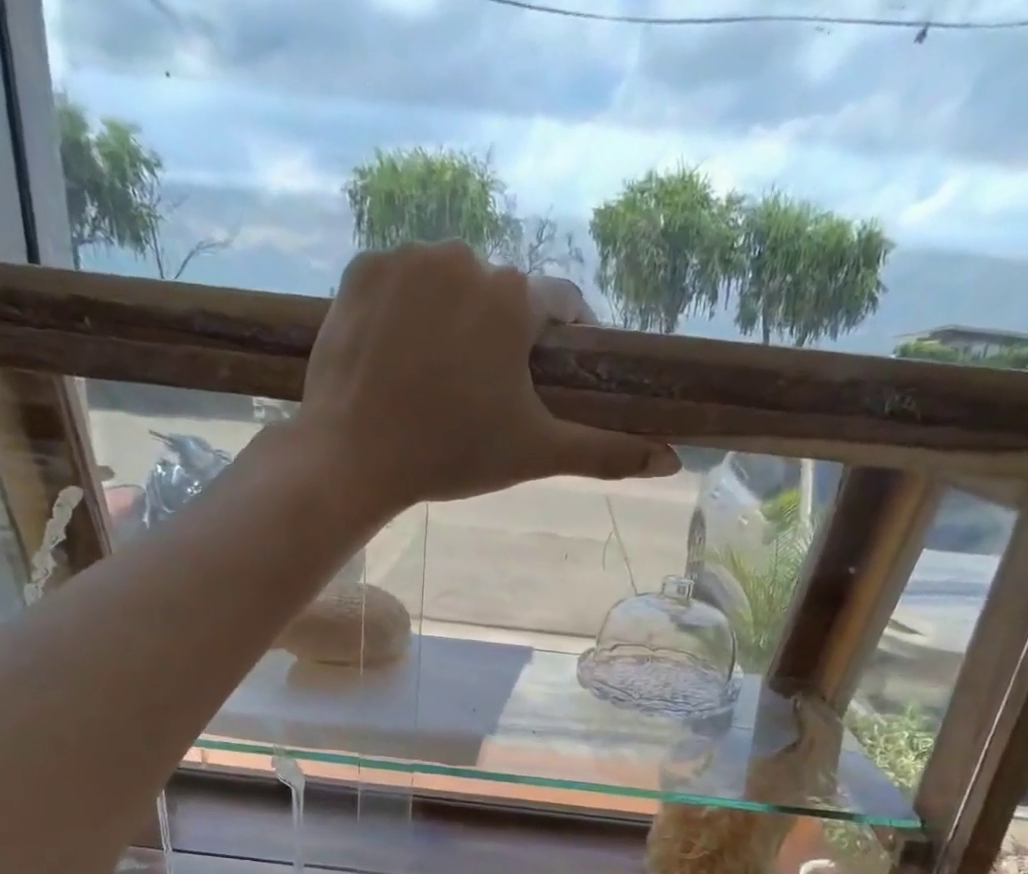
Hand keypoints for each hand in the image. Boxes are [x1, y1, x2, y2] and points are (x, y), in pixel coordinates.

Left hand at [296, 243, 679, 517]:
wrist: (354, 457)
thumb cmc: (452, 455)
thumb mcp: (536, 453)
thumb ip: (606, 452)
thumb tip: (673, 462)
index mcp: (512, 298)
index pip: (558, 304)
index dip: (560, 339)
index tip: (547, 373)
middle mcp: (463, 258)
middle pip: (498, 295)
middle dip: (498, 335)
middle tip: (481, 390)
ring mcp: (406, 259)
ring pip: (447, 282)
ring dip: (451, 317)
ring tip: (437, 374)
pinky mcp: (360, 269)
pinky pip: (399, 280)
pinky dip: (404, 309)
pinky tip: (398, 354)